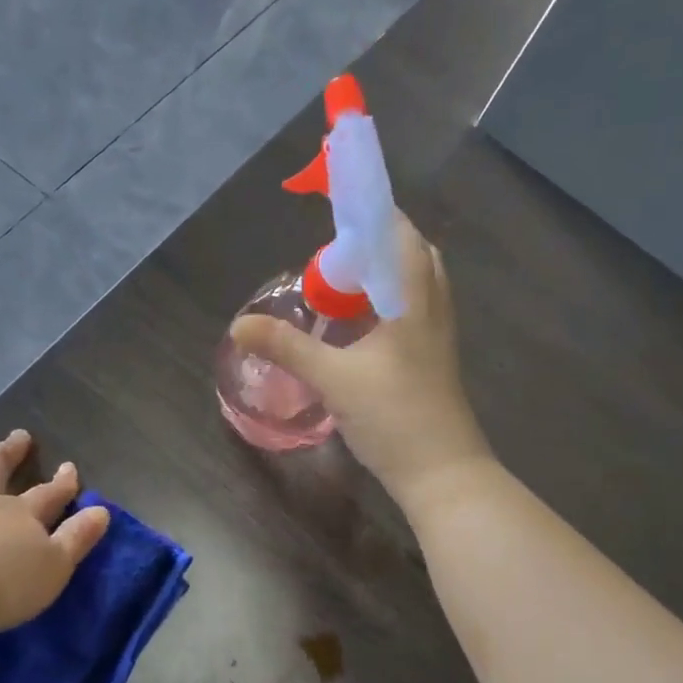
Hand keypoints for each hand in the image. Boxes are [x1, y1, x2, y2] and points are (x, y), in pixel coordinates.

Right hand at [230, 212, 492, 507]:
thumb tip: (239, 324)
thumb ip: (287, 347)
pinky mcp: (432, 358)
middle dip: (374, 243)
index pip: (399, 232)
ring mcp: (437, 334)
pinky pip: (410, 311)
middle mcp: (432, 306)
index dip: (370, 212)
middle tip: (334, 257)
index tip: (335, 209)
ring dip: (380, 275)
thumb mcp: (334, 379)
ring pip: (412, 284)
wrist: (442, 473)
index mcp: (414, 298)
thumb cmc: (394, 417)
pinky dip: (384, 304)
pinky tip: (357, 327)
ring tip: (340, 287)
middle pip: (410, 253)